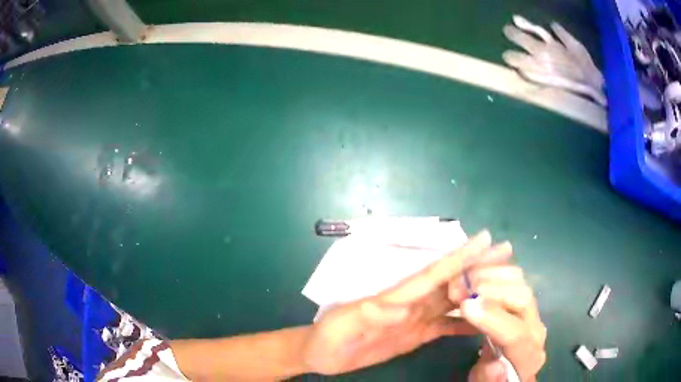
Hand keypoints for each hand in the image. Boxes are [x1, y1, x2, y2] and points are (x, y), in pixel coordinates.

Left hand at [302, 231, 512, 374]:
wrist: (321, 355)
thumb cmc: (328, 336)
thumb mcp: (344, 324)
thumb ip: (369, 314)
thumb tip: (401, 306)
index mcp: (397, 297)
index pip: (434, 273)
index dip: (459, 257)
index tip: (484, 239)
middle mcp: (413, 303)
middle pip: (452, 282)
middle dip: (478, 267)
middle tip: (507, 254)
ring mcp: (417, 319)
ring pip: (454, 301)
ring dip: (478, 292)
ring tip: (504, 284)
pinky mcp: (417, 335)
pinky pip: (446, 327)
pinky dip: (466, 323)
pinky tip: (484, 322)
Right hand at [461, 262, 546, 380]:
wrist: (507, 371)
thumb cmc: (492, 379)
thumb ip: (490, 378)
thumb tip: (495, 366)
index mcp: (528, 357)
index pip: (517, 334)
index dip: (492, 318)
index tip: (466, 306)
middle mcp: (536, 329)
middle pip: (523, 300)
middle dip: (491, 289)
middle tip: (460, 288)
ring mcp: (532, 312)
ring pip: (520, 282)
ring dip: (491, 274)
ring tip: (464, 278)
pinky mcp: (523, 302)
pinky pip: (512, 279)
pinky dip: (492, 270)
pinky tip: (474, 270)